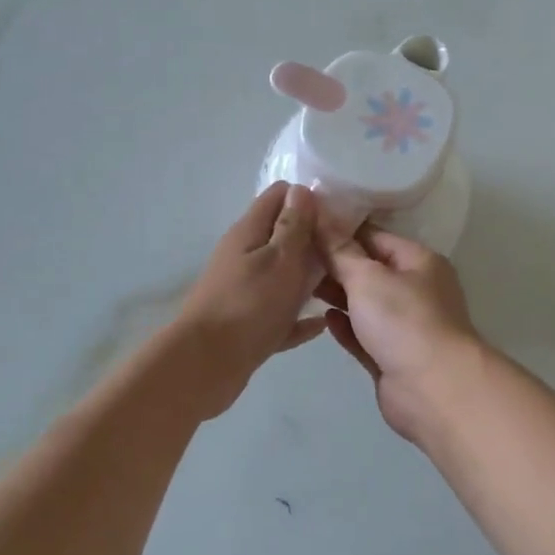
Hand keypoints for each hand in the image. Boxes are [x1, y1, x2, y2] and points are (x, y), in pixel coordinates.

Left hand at [169, 182, 325, 417]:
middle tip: (348, 252)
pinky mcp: (246, 324)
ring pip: (282, 276)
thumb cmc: (249, 305)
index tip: (339, 214)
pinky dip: (297, 317)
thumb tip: (301, 190)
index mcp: (249, 233)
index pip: (279, 196)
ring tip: (343, 285)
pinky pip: (278, 314)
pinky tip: (320, 324)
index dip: (309, 198)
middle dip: (314, 239)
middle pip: (282, 236)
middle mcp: (244, 256)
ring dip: (308, 278)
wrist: (206, 365)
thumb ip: (293, 225)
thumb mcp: (280, 258)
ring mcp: (243, 291)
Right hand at [319, 225, 484, 442]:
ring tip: (300, 284)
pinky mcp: (392, 358)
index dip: (342, 230)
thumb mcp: (367, 277)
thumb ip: (340, 251)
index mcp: (419, 262)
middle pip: (370, 270)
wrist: (434, 390)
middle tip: (296, 256)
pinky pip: (364, 335)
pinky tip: (324, 318)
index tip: (306, 226)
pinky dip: (345, 326)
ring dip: (338, 295)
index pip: (376, 236)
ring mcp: (405, 327)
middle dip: (336, 264)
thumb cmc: (404, 321)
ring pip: (365, 304)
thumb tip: (321, 217)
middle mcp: (415, 290)